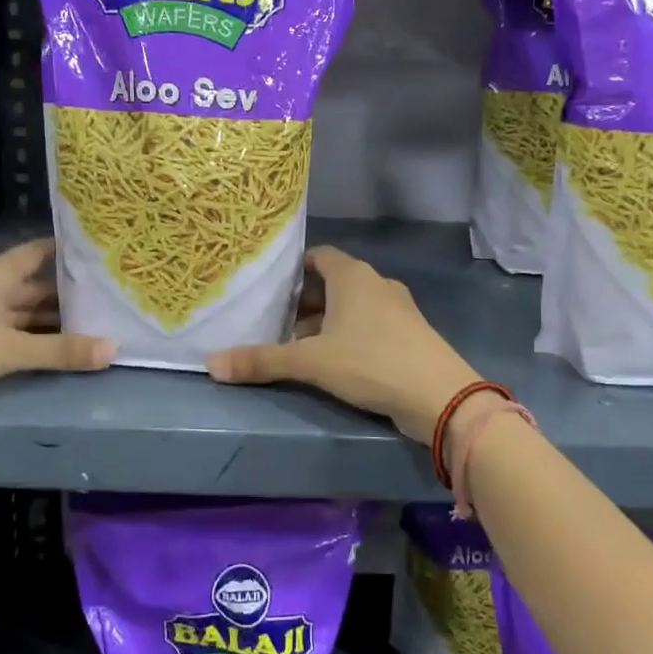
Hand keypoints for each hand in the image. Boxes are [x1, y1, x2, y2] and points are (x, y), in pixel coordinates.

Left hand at [0, 238, 112, 414]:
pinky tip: (57, 350)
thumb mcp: (7, 349)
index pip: (44, 252)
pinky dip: (33, 339)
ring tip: (96, 328)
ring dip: (53, 321)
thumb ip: (60, 351)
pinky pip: (11, 332)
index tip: (107, 257)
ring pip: (25, 312)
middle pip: (38, 285)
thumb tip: (114, 350)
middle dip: (72, 295)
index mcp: (0, 272)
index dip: (73, 253)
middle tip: (115, 302)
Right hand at [207, 246, 479, 440]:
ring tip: (301, 348)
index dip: (293, 271)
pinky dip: (350, 334)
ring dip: (327, 322)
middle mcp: (377, 283)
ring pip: (353, 305)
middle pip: (333, 282)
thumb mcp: (311, 362)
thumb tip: (212, 363)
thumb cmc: (371, 363)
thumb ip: (262, 361)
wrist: (440, 396)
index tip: (270, 291)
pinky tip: (337, 363)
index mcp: (353, 276)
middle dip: (305, 302)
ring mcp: (398, 308)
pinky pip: (371, 323)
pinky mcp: (411, 333)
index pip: (318, 257)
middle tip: (278, 325)